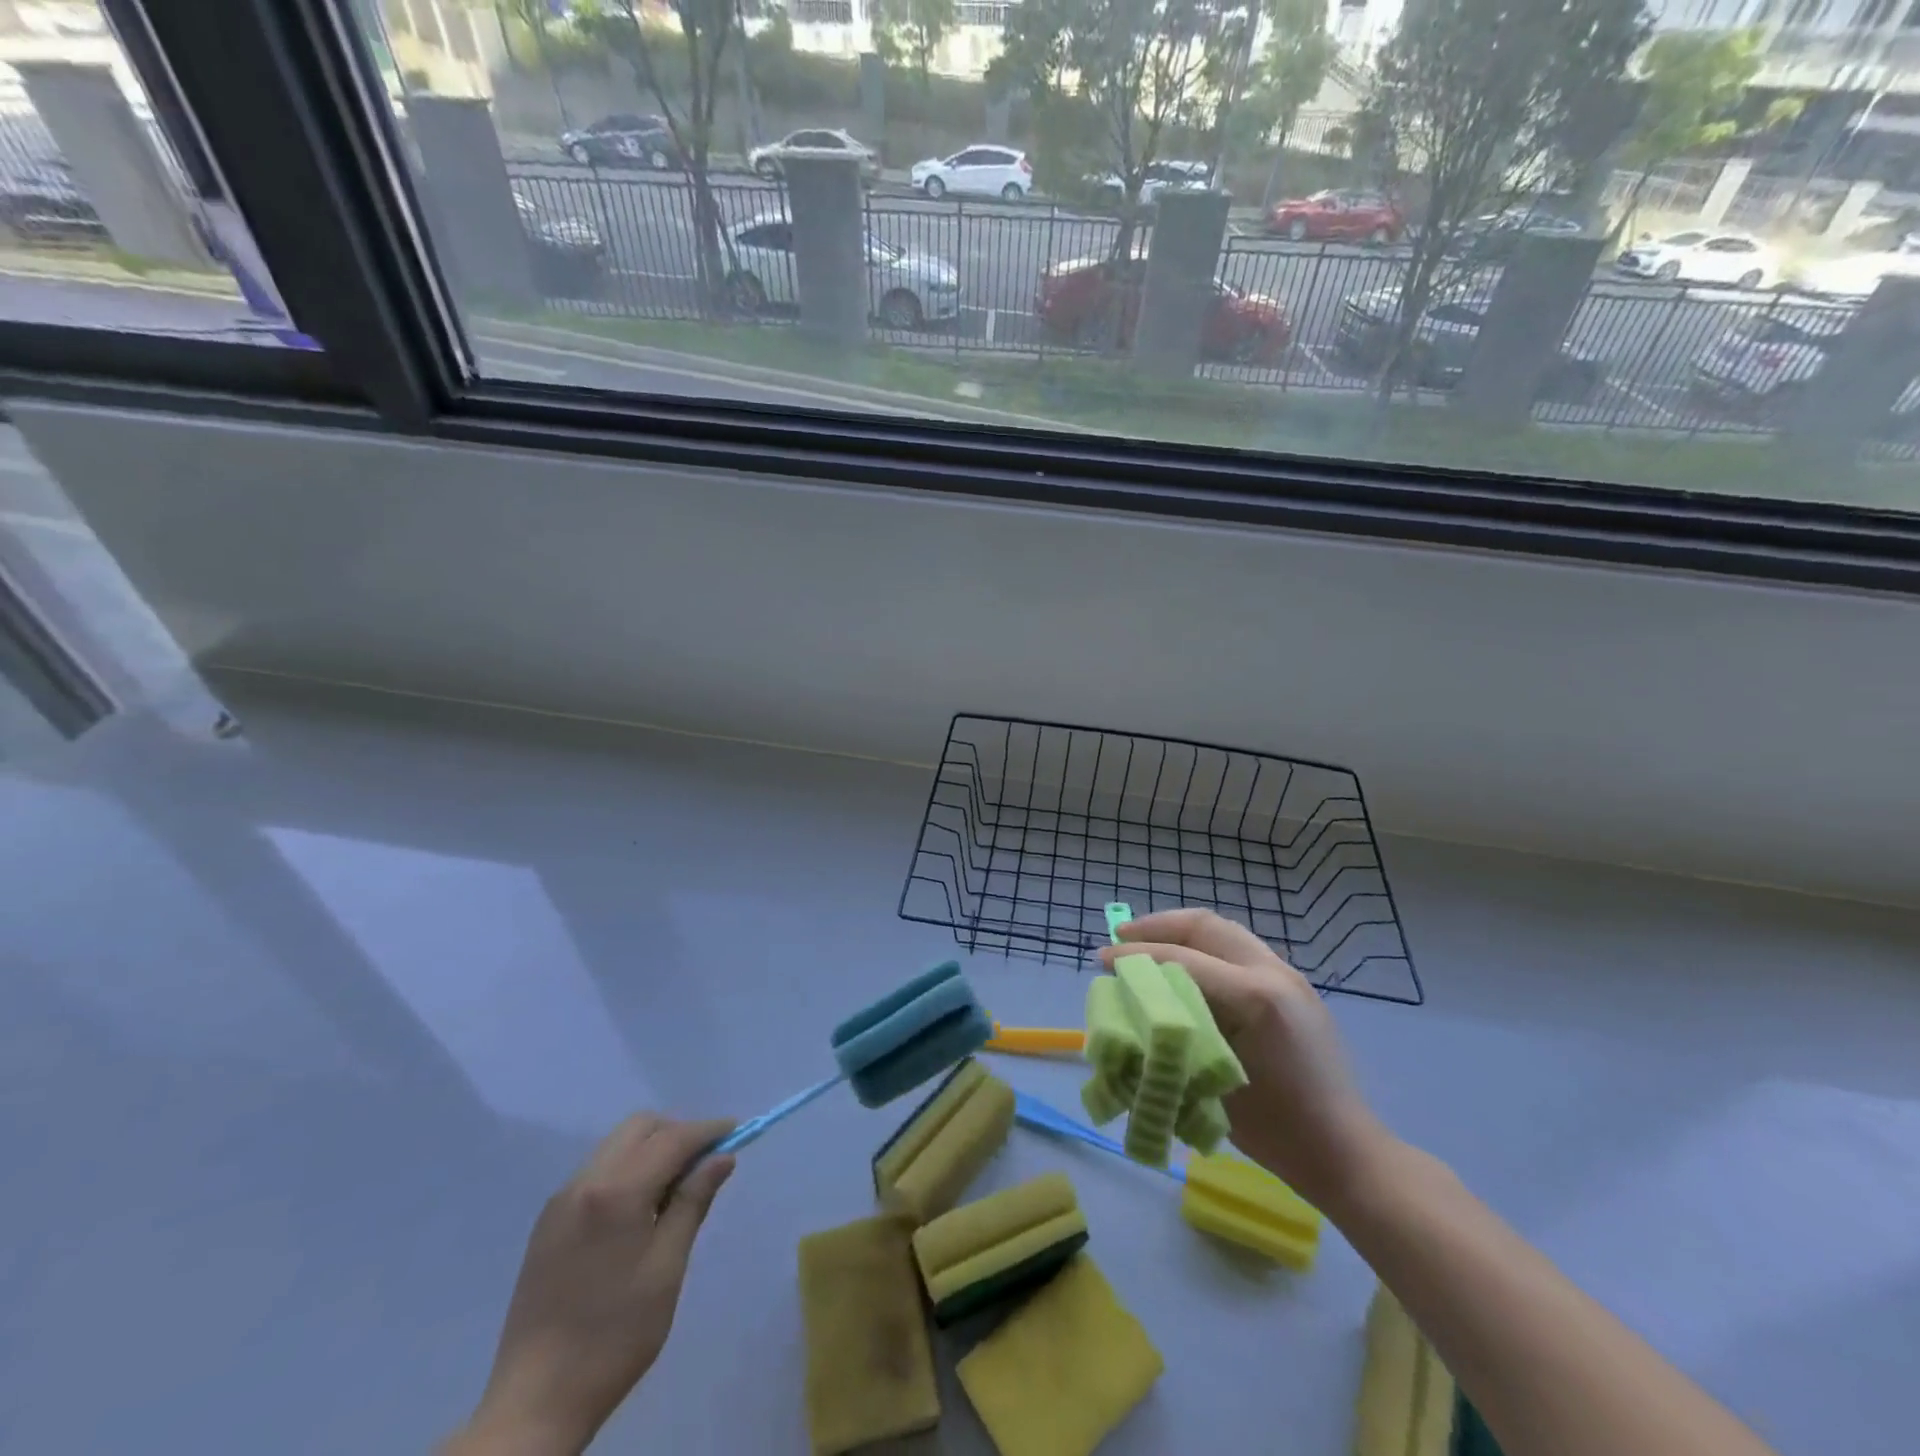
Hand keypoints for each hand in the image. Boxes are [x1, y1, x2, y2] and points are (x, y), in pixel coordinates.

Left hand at [445, 1114, 735, 1455]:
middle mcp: (585, 1182)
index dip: (708, 1130)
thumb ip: (693, 1202)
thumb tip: (722, 1157)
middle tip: (704, 1163)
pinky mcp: (548, 1221)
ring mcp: (561, 1200)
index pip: (672, 1138)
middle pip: (640, 1128)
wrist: (535, 1402)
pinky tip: (640, 1207)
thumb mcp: (667, 1268)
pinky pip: (597, 1170)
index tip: (737, 1132)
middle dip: (677, 1133)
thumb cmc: (614, 1335)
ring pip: (617, 1145)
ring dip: (651, 1149)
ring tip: (675, 1188)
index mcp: (616, 1192)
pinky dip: (627, 1168)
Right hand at [1097, 908, 1389, 1211]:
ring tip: (1147, 942)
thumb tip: (1137, 1005)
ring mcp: (1288, 975)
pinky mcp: (1294, 985)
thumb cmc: (1276, 1130)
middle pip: (1205, 926)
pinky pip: (1239, 949)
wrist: (1345, 1152)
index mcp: (1255, 997)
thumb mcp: (1212, 1080)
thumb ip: (1176, 1032)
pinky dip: (1205, 946)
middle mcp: (1273, 972)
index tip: (1102, 959)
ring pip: (1224, 931)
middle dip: (1157, 926)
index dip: (1136, 956)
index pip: (1182, 959)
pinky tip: (1186, 965)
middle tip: (1122, 936)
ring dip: (1181, 932)